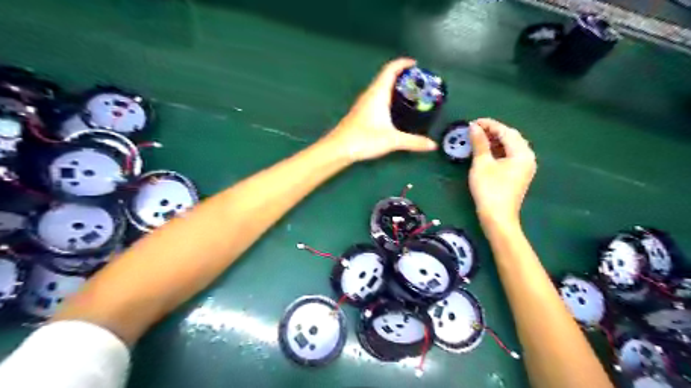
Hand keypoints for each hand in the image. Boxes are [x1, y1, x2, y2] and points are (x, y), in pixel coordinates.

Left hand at [326, 56, 435, 159]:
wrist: (339, 148)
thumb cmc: (364, 139)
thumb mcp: (392, 140)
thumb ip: (413, 142)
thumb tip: (432, 145)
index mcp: (378, 93)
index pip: (390, 69)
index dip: (403, 63)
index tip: (416, 64)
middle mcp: (370, 94)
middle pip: (386, 76)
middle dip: (402, 75)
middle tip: (418, 82)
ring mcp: (364, 103)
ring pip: (381, 87)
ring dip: (394, 86)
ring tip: (410, 93)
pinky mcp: (361, 112)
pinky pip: (377, 97)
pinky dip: (388, 96)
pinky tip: (394, 109)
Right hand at [467, 119, 535, 226]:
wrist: (497, 217)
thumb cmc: (489, 189)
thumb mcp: (482, 164)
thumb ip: (479, 143)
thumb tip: (473, 127)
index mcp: (522, 153)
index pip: (506, 132)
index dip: (489, 124)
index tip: (473, 122)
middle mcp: (527, 157)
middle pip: (511, 138)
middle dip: (493, 131)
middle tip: (475, 130)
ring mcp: (524, 167)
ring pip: (510, 147)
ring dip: (495, 141)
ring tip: (478, 139)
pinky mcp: (518, 175)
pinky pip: (510, 156)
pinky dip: (498, 151)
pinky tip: (486, 152)